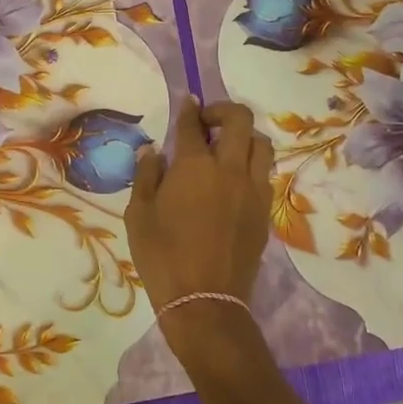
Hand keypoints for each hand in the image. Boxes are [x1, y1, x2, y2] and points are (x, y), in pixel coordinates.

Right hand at [125, 98, 273, 324]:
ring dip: (244, 137)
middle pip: (240, 120)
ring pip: (261, 144)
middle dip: (223, 111)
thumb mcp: (138, 214)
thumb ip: (146, 175)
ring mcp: (253, 190)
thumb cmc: (162, 256)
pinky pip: (264, 174)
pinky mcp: (264, 211)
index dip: (189, 108)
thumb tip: (153, 151)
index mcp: (195, 166)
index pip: (194, 124)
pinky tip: (233, 180)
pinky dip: (251, 165)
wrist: (205, 301)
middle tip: (206, 122)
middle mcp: (230, 169)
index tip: (187, 102)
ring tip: (225, 149)